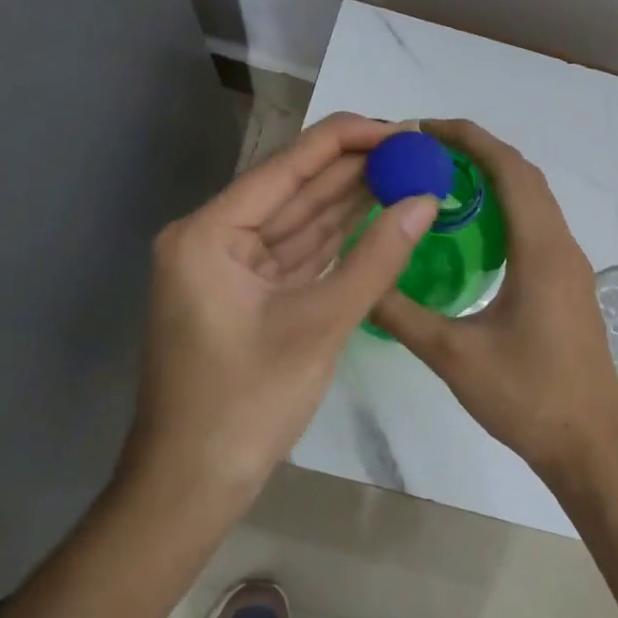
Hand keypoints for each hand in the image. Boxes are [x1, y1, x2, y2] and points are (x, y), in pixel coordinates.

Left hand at [122, 112, 438, 511]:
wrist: (191, 487)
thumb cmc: (245, 404)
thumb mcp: (319, 325)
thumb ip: (376, 259)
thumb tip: (426, 201)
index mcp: (210, 231)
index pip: (288, 165)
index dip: (348, 140)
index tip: (402, 130)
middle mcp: (215, 237)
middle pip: (295, 187)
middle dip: (355, 168)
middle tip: (415, 149)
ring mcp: (231, 266)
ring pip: (300, 219)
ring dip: (351, 199)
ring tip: (408, 172)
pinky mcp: (249, 293)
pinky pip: (299, 252)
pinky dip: (338, 237)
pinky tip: (378, 214)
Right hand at [369, 119, 617, 480]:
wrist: (592, 446)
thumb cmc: (528, 398)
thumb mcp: (454, 357)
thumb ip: (402, 314)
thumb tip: (358, 279)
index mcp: (541, 250)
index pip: (508, 170)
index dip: (469, 139)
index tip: (424, 129)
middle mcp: (561, 246)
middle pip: (524, 175)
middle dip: (477, 151)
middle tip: (424, 152)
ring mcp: (570, 265)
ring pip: (534, 199)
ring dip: (493, 178)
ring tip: (442, 180)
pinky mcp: (568, 284)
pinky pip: (536, 225)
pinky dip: (505, 208)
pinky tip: (472, 232)